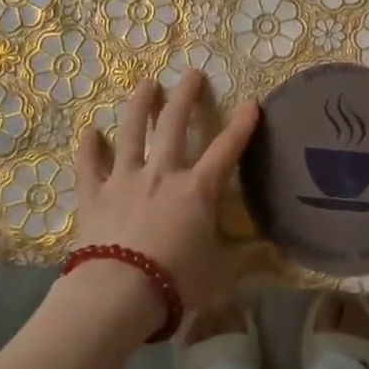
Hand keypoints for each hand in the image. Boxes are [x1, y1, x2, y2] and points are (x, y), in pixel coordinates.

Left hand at [75, 70, 265, 311]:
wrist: (117, 295)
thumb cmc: (176, 282)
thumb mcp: (221, 274)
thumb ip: (249, 259)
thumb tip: (280, 255)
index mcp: (198, 190)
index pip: (226, 149)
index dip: (241, 125)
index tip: (251, 101)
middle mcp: (162, 174)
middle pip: (173, 124)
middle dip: (186, 96)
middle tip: (192, 73)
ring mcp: (125, 180)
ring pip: (132, 132)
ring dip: (140, 105)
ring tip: (146, 83)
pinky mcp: (94, 195)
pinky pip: (89, 165)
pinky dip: (88, 147)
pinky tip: (89, 129)